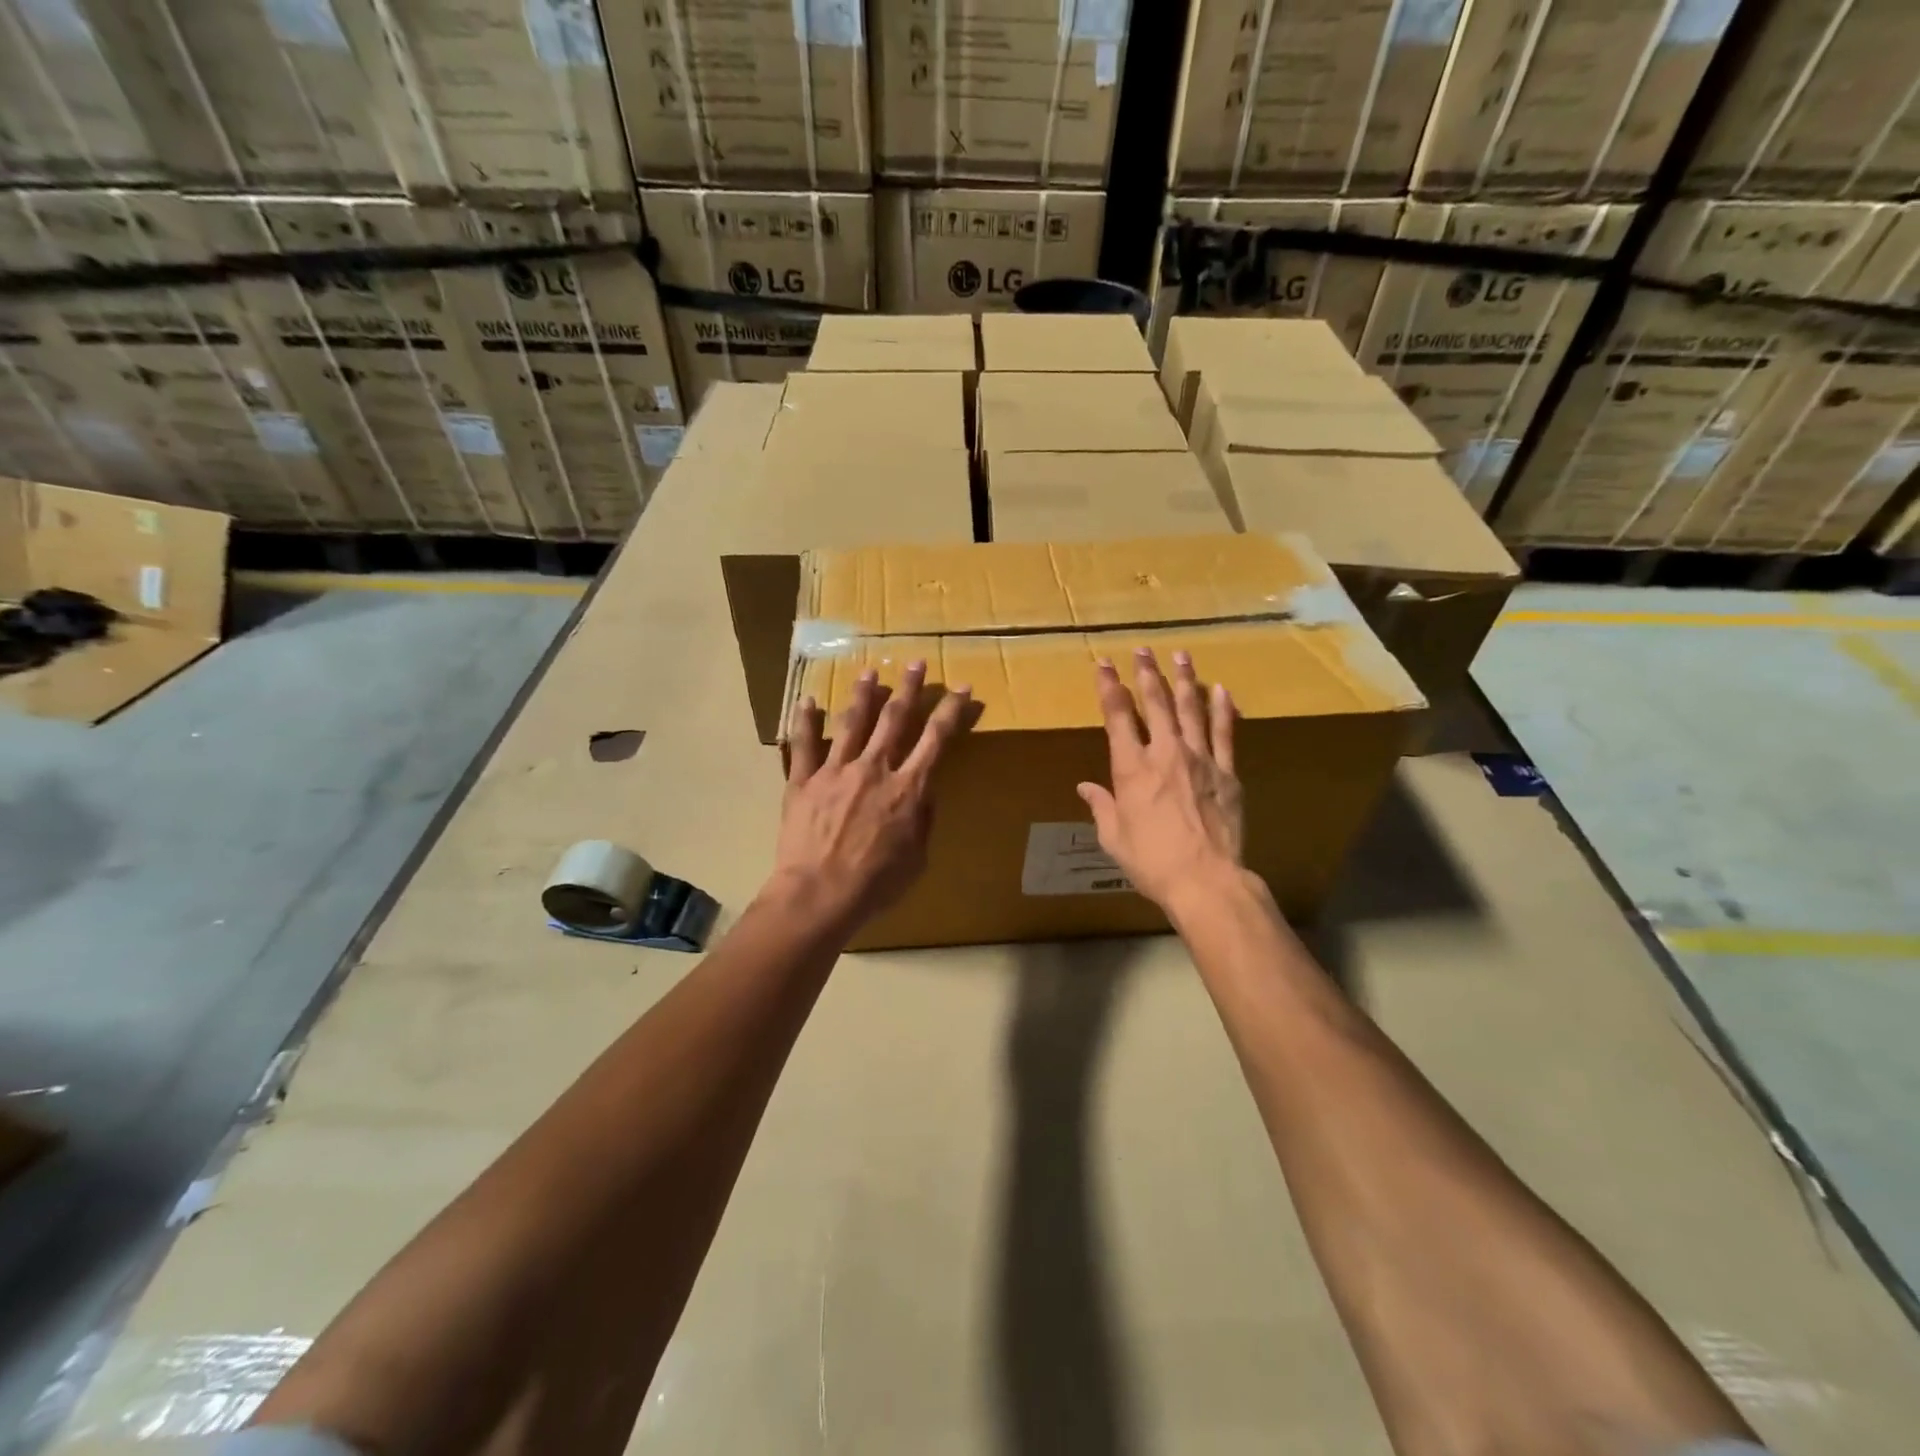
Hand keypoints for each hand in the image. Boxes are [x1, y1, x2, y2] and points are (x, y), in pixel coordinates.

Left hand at [768, 660, 972, 932]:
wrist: (820, 894)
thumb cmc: (876, 884)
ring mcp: (836, 770)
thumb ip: (923, 819)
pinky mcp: (804, 780)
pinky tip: (807, 700)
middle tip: (916, 663)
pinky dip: (805, 720)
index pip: (936, 739)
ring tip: (870, 673)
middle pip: (895, 719)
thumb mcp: (918, 858)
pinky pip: (804, 744)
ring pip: (853, 722)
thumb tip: (926, 790)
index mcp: (907, 787)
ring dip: (864, 695)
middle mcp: (874, 768)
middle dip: (908, 688)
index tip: (961, 688)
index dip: (951, 711)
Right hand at [1077, 647, 1244, 914]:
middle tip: (1143, 650)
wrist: (1205, 880)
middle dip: (1146, 674)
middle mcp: (1165, 754)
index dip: (1109, 687)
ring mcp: (1200, 759)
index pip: (1118, 717)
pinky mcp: (1226, 773)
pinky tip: (1221, 689)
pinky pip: (1225, 733)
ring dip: (1184, 680)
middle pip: (1156, 704)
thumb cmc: (1151, 861)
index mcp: (1131, 769)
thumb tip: (1085, 787)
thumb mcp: (1114, 837)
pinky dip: (1222, 709)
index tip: (1104, 664)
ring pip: (1191, 709)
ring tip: (1181, 656)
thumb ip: (1101, 806)